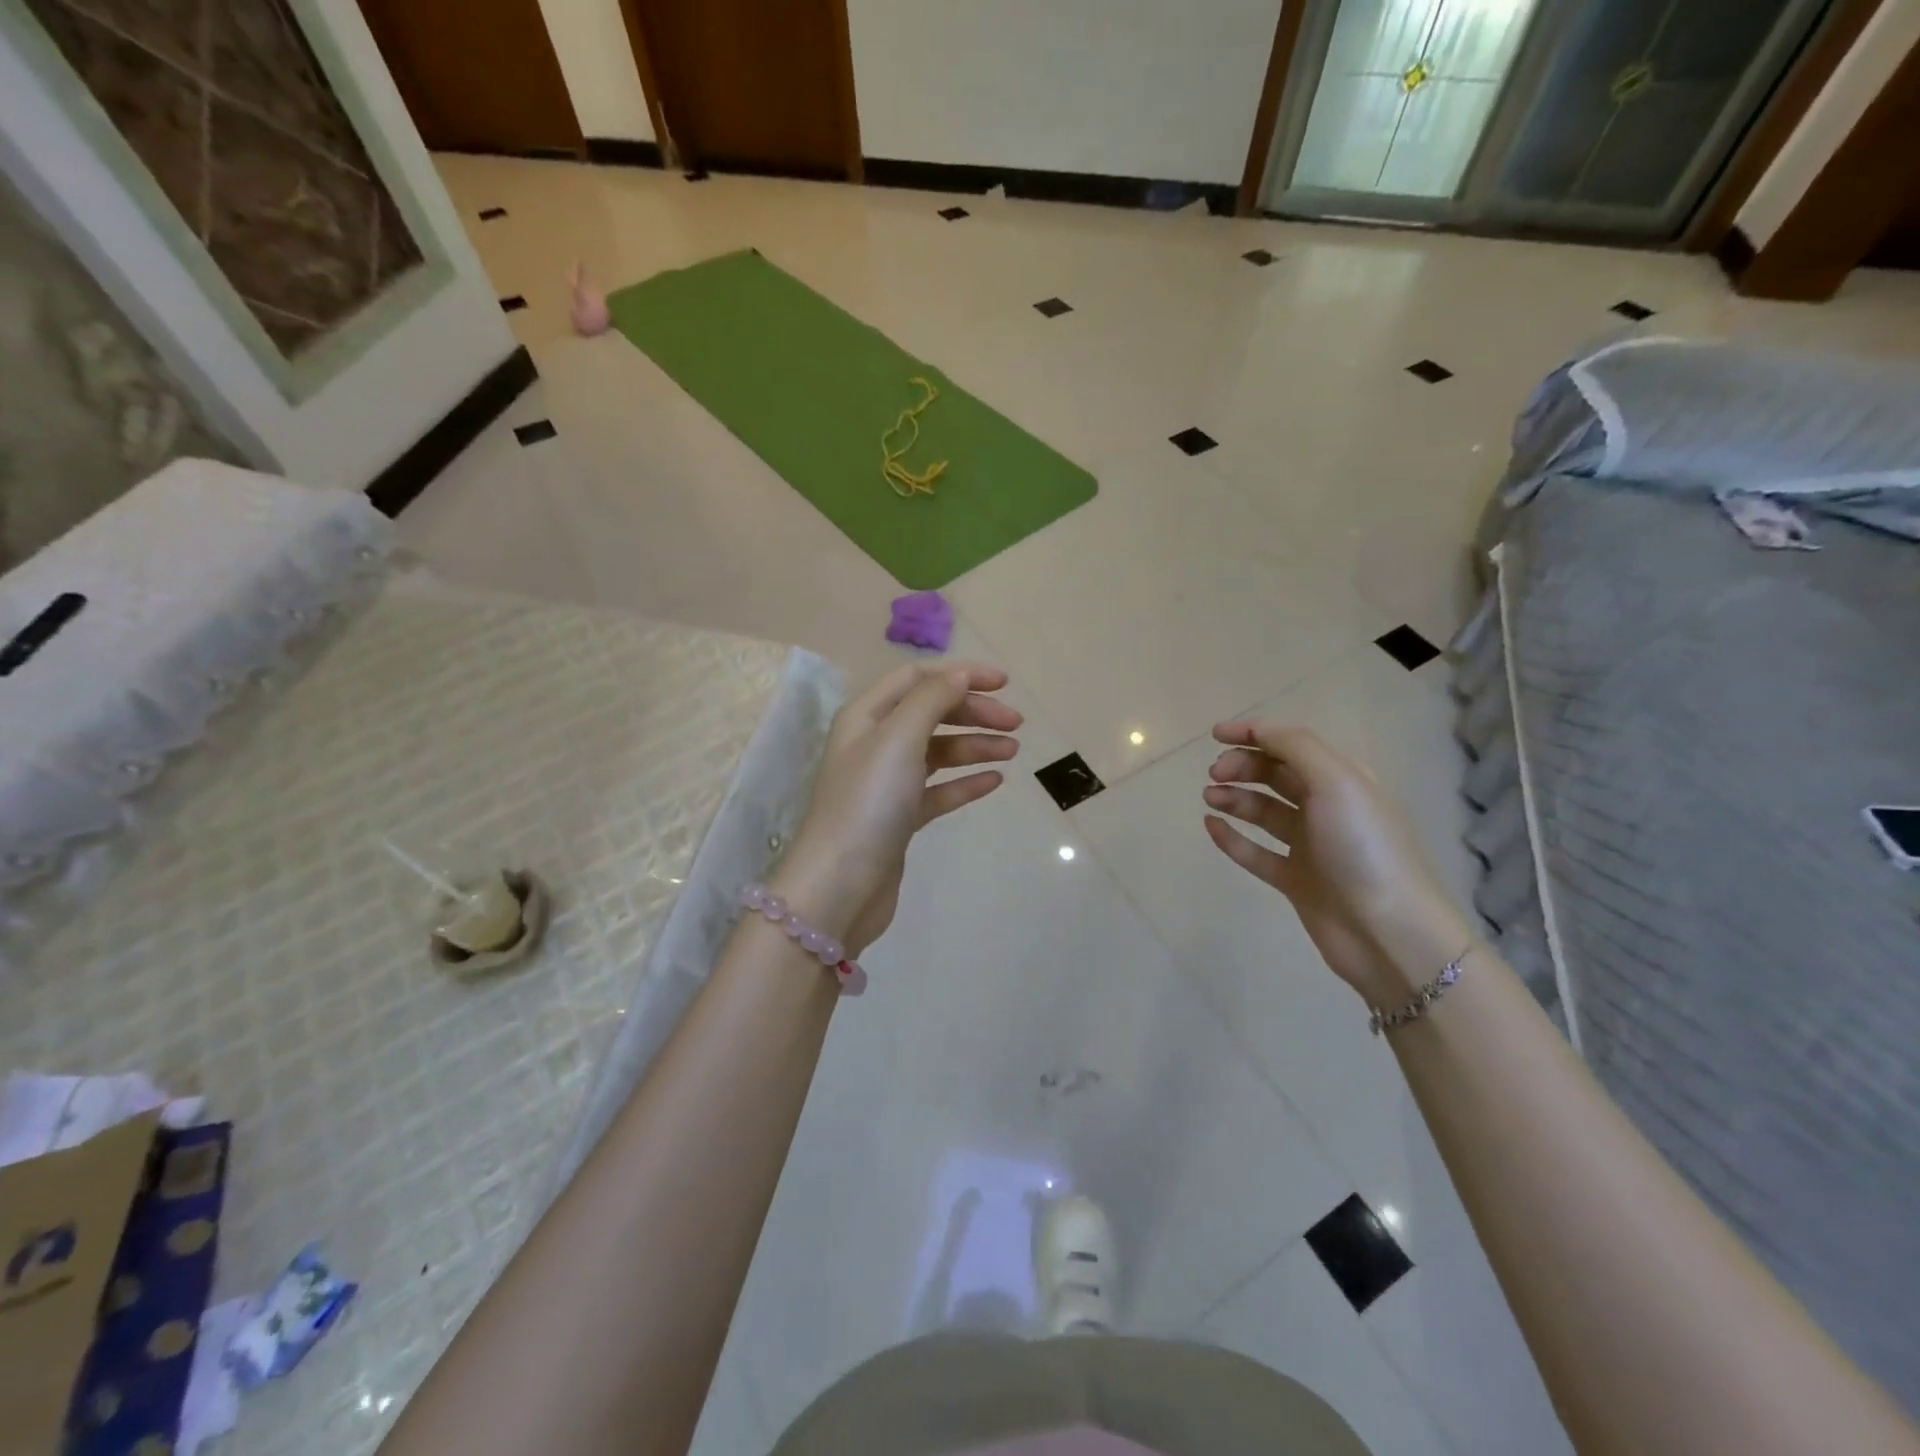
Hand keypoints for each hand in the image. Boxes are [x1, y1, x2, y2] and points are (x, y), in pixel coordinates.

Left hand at [776, 662, 1020, 956]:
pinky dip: (965, 782)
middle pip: (930, 713)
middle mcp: (874, 744)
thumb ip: (931, 699)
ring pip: (938, 752)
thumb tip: (960, 674)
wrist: (841, 885)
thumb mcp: (899, 738)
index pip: (916, 678)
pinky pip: (938, 790)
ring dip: (975, 746)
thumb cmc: (868, 802)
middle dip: (973, 712)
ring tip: (1013, 752)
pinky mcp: (899, 818)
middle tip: (1016, 723)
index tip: (1003, 683)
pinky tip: (994, 781)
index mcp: (866, 716)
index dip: (959, 674)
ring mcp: (886, 783)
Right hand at [1203, 721, 1472, 1009]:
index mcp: (1343, 780)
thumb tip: (1257, 729)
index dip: (1254, 734)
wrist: (1388, 932)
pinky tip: (1210, 826)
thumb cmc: (1363, 848)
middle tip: (1214, 774)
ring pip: (1264, 812)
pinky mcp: (1296, 880)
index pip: (1293, 744)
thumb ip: (1295, 748)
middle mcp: (1328, 808)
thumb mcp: (1337, 782)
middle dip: (1243, 766)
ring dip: (1235, 798)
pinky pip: (1256, 852)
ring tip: (1209, 797)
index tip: (1215, 735)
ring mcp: (1311, 846)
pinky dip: (1232, 838)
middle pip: (1276, 775)